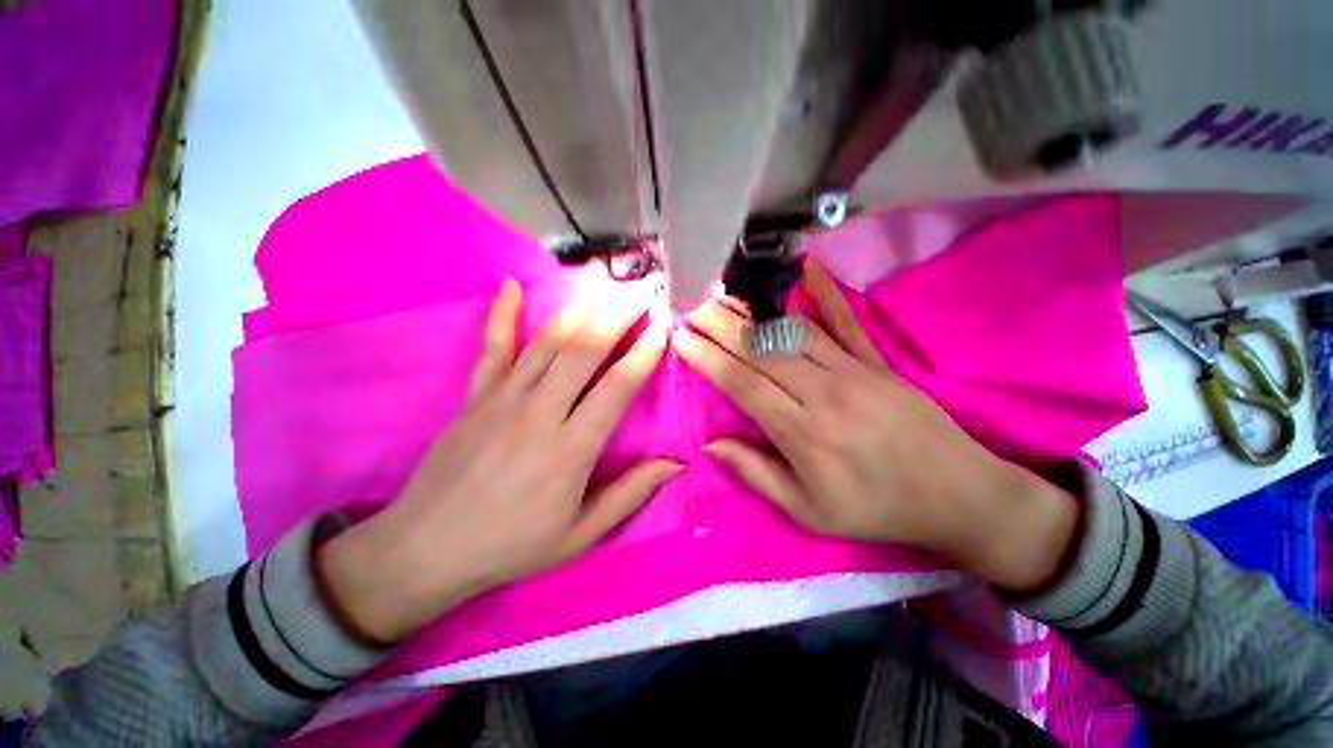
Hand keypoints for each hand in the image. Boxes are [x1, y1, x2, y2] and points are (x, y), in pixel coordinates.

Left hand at [317, 279, 679, 642]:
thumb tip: (674, 463)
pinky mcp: (475, 395)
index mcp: (570, 449)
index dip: (644, 353)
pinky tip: (511, 285)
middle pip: (584, 349)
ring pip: (548, 340)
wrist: (426, 549)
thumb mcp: (581, 534)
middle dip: (617, 316)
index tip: (662, 329)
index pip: (617, 386)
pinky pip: (491, 346)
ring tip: (606, 291)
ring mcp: (502, 398)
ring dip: (581, 310)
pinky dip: (500, 313)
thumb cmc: (512, 544)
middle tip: (641, 296)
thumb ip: (630, 494)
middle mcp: (539, 412)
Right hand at [672, 260, 1078, 593]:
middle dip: (721, 325)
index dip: (708, 359)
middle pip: (761, 350)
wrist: (957, 496)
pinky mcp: (877, 362)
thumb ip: (757, 474)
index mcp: (803, 434)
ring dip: (753, 310)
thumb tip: (711, 444)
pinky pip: (846, 321)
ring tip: (722, 293)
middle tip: (691, 305)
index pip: (742, 384)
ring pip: (792, 332)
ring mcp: (853, 371)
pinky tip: (805, 267)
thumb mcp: (809, 512)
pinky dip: (824, 293)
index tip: (681, 338)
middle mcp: (824, 393)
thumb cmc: (875, 509)